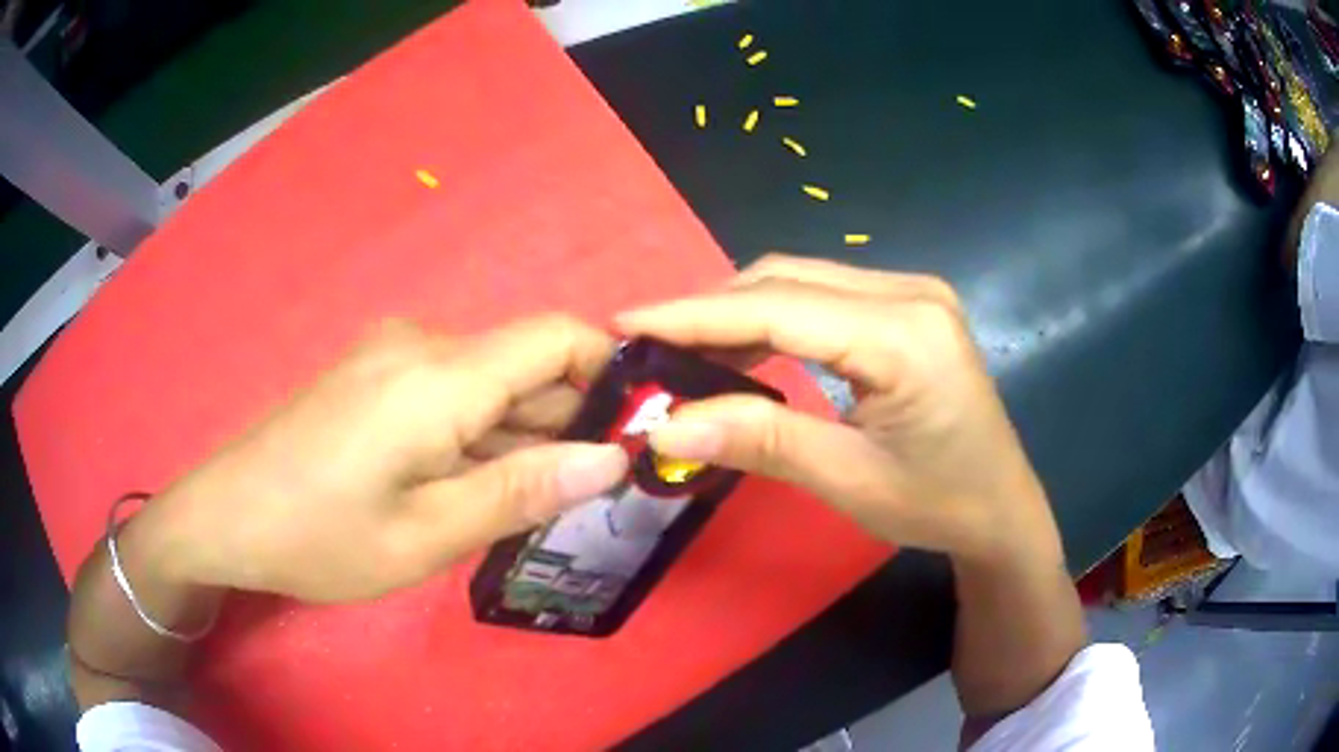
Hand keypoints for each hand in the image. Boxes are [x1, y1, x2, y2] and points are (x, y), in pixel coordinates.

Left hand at [131, 315, 628, 601]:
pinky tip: (466, 487)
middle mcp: (421, 347)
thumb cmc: (319, 535)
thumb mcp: (426, 535)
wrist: (225, 515)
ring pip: (486, 384)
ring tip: (527, 504)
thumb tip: (610, 459)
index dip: (608, 372)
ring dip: (517, 435)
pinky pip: (448, 394)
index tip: (633, 433)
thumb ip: (520, 492)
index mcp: (439, 377)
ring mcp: (391, 358)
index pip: (556, 337)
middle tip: (585, 495)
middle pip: (522, 364)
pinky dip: (476, 434)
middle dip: (564, 421)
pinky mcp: (372, 377)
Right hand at [617, 255, 1061, 565]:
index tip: (627, 320)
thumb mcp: (847, 479)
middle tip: (650, 347)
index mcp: (904, 335)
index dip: (694, 313)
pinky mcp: (909, 306)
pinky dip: (776, 317)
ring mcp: (913, 293)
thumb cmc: (937, 504)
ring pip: (802, 282)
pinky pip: (826, 296)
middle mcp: (910, 293)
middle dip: (711, 310)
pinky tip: (745, 346)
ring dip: (740, 311)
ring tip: (685, 349)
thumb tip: (664, 425)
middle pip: (787, 280)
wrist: (1001, 507)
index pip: (778, 307)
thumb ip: (759, 440)